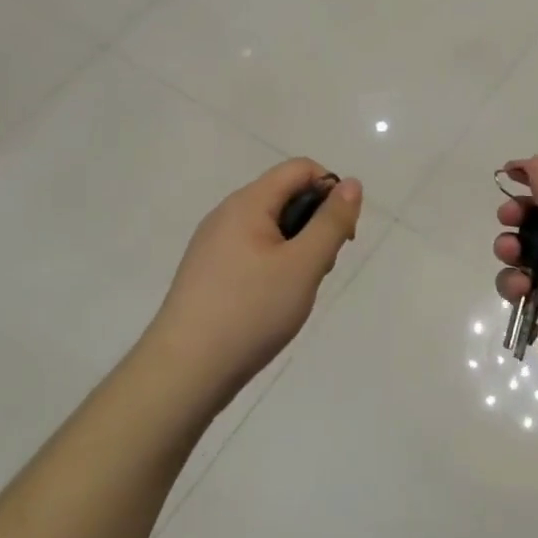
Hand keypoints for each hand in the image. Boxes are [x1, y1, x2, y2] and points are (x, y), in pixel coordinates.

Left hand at [148, 159, 361, 404]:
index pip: (299, 168)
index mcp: (247, 203)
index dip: (331, 190)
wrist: (187, 368)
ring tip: (297, 291)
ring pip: (271, 228)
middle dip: (315, 224)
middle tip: (320, 269)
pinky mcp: (209, 272)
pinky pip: (253, 252)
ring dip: (297, 249)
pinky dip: (275, 266)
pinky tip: (274, 302)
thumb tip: (350, 183)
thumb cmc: (251, 311)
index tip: (342, 234)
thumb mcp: (304, 265)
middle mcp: (226, 215)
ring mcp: (213, 244)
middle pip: (285, 196)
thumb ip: (331, 222)